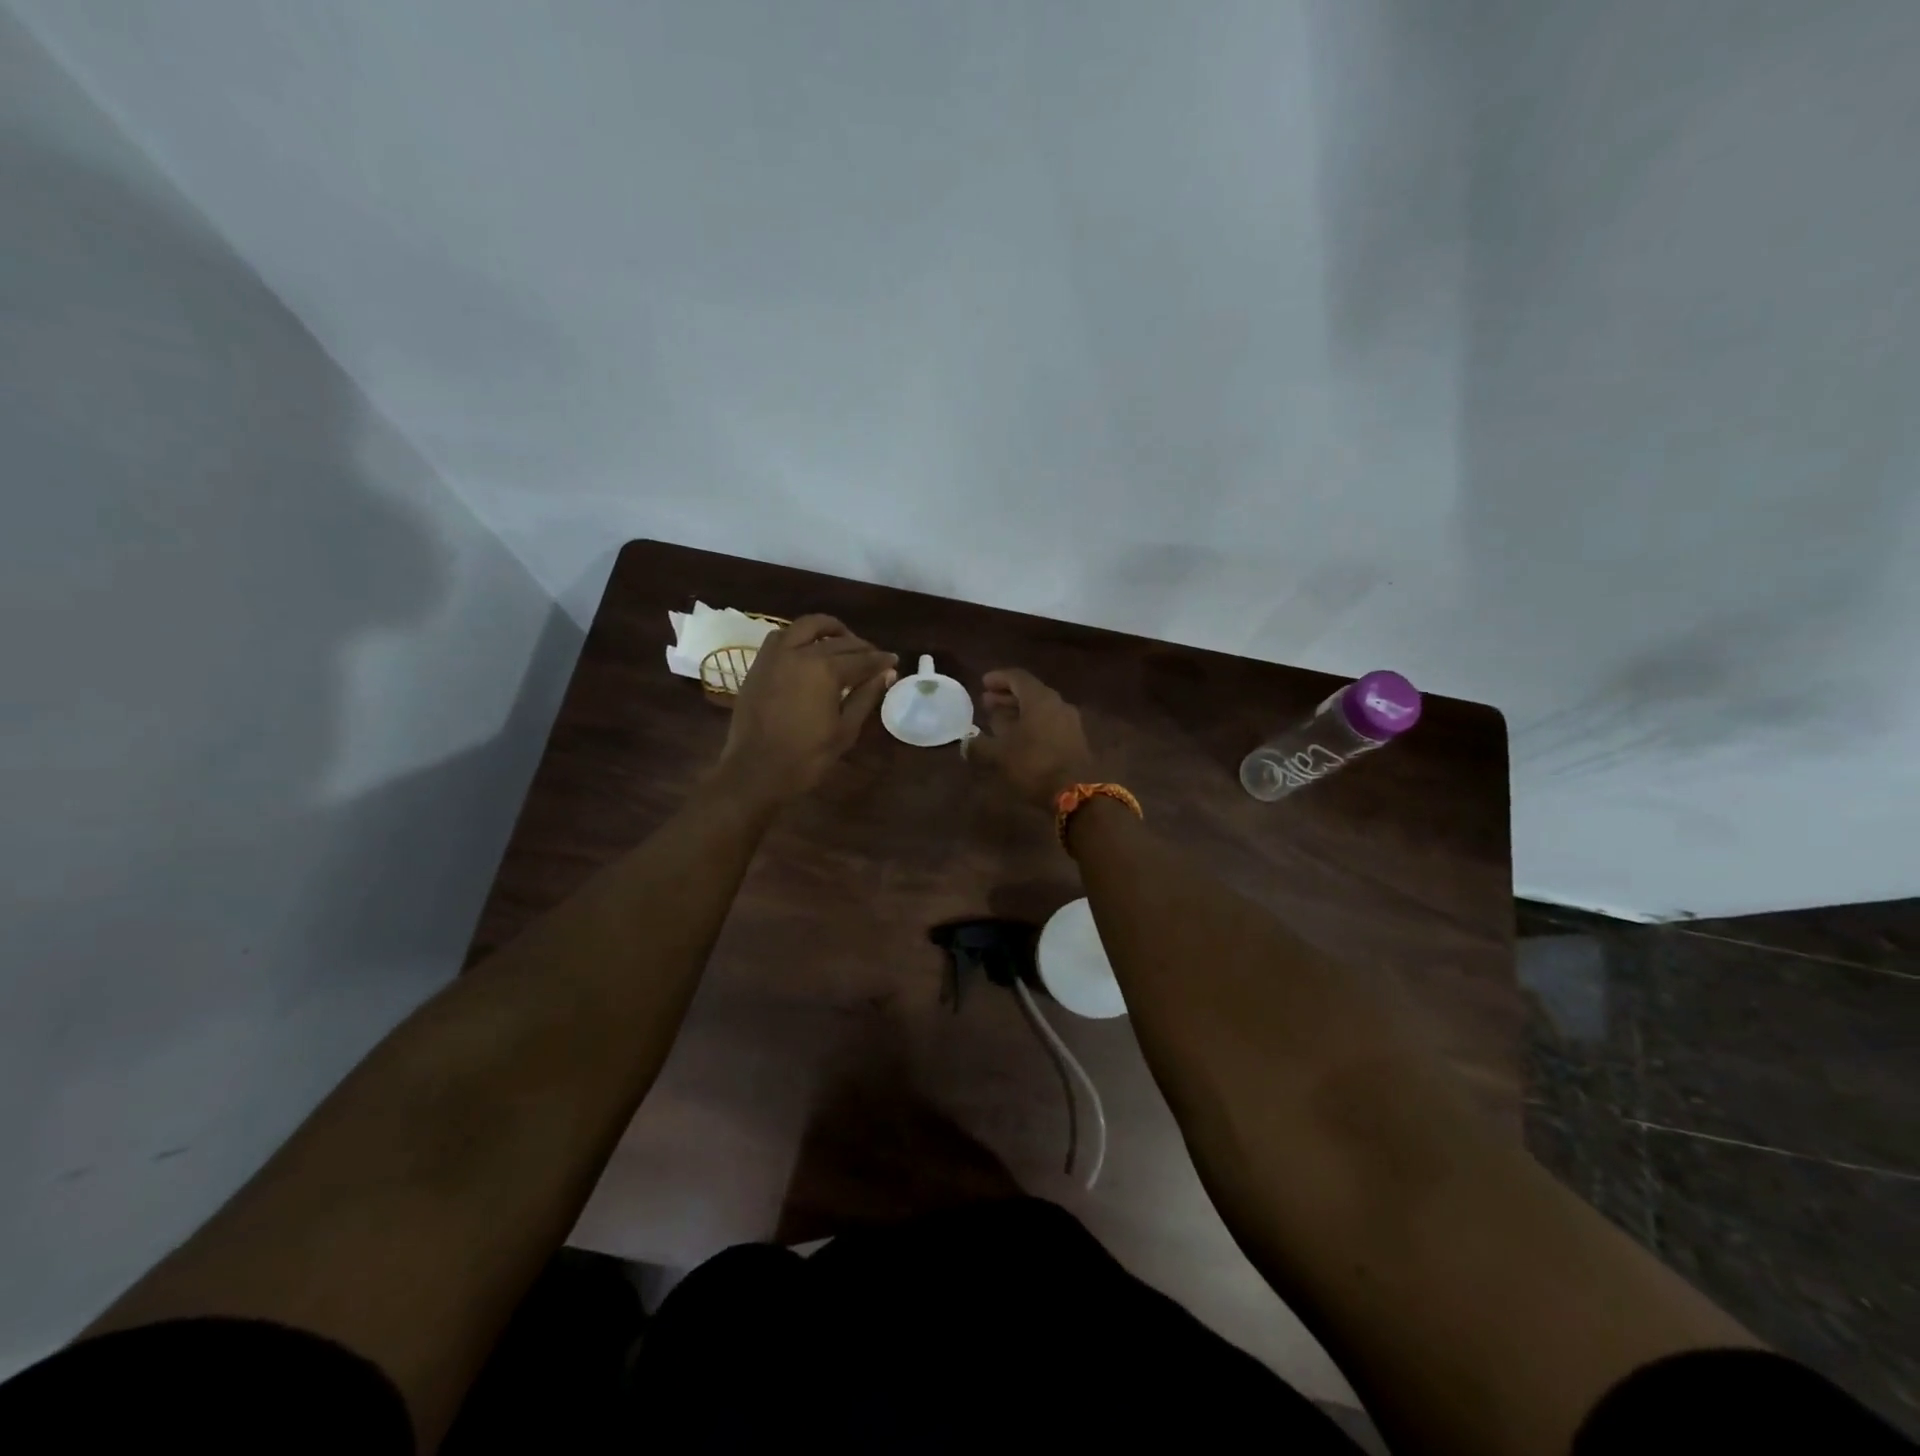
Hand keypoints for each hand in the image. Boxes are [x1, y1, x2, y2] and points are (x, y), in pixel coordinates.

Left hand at [716, 615, 896, 801]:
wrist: (755, 771)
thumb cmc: (807, 757)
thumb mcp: (845, 729)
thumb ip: (866, 696)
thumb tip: (887, 673)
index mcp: (825, 670)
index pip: (862, 659)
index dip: (881, 660)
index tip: (894, 660)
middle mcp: (800, 653)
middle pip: (838, 640)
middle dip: (860, 646)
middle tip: (873, 657)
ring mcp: (775, 656)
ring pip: (806, 626)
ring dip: (828, 630)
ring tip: (841, 642)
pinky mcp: (759, 664)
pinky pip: (781, 637)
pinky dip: (799, 636)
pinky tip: (808, 650)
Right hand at [969, 669, 1096, 809]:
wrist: (1076, 792)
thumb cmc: (1034, 765)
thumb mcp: (999, 755)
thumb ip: (979, 745)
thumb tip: (966, 741)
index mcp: (1040, 699)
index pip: (1017, 677)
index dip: (998, 678)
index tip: (983, 683)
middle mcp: (1057, 703)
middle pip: (1030, 692)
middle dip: (1006, 696)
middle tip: (986, 702)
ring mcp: (1069, 721)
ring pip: (1039, 708)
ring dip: (1018, 711)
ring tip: (998, 720)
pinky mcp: (1074, 739)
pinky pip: (1048, 722)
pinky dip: (1031, 724)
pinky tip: (1018, 738)